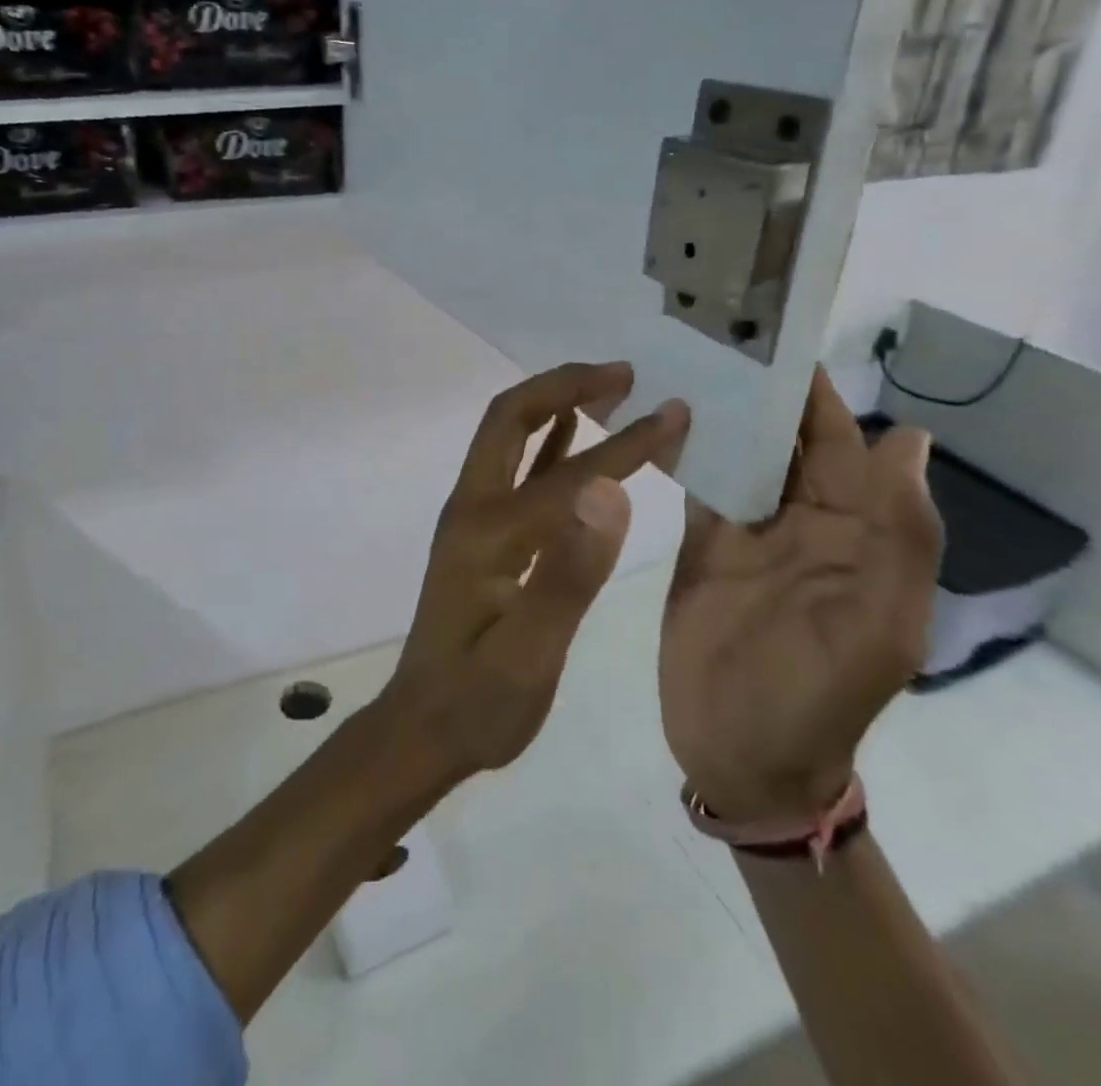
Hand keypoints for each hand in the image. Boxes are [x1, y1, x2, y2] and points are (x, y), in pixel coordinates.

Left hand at [384, 362, 690, 782]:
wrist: (424, 727)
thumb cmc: (480, 702)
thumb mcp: (530, 656)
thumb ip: (568, 574)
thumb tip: (610, 493)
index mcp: (488, 531)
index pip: (569, 474)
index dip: (626, 442)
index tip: (676, 413)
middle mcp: (472, 507)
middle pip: (510, 418)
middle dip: (565, 385)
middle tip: (624, 374)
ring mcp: (471, 517)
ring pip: (508, 435)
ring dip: (554, 402)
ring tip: (609, 388)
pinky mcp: (479, 533)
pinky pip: (512, 467)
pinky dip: (545, 439)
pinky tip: (573, 433)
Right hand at [658, 368, 941, 824]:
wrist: (743, 757)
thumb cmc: (814, 695)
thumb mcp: (876, 624)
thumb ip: (897, 534)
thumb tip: (910, 438)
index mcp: (855, 532)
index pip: (840, 444)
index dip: (815, 394)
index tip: (777, 337)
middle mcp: (803, 520)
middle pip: (786, 441)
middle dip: (759, 391)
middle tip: (713, 331)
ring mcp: (748, 532)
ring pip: (740, 456)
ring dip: (719, 415)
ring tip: (678, 359)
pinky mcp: (702, 546)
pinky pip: (700, 486)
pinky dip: (685, 452)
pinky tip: (656, 417)